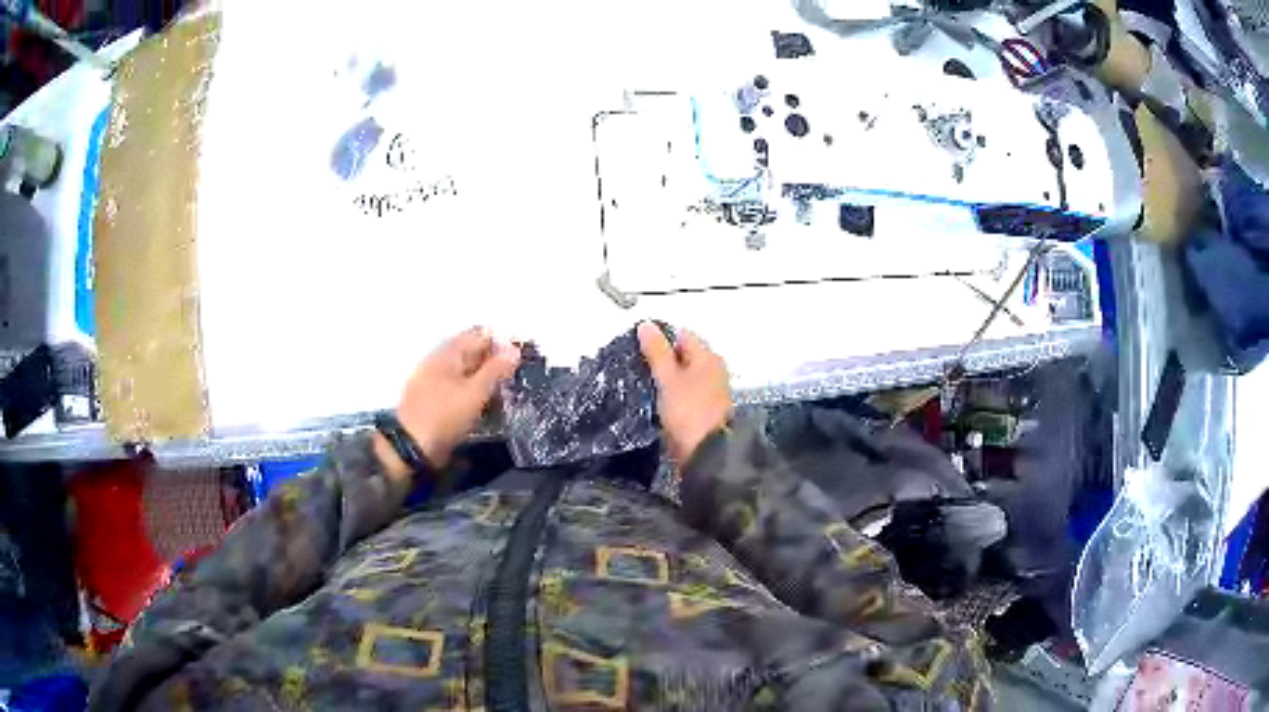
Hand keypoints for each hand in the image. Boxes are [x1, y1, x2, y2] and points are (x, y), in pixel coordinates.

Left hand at [375, 327, 519, 476]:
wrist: (411, 446)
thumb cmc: (445, 415)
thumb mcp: (475, 392)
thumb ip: (495, 369)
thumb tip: (515, 349)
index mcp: (449, 352)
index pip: (480, 335)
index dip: (501, 343)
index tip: (520, 359)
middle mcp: (440, 360)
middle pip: (472, 352)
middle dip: (494, 362)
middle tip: (515, 379)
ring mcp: (434, 379)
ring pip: (466, 371)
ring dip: (485, 380)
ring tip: (503, 395)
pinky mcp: (433, 398)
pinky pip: (458, 387)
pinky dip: (473, 393)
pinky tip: (484, 406)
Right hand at [638, 322, 731, 463]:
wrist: (706, 453)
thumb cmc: (688, 410)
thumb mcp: (668, 378)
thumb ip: (656, 352)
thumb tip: (646, 325)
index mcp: (708, 357)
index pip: (681, 335)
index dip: (659, 338)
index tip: (636, 346)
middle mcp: (712, 370)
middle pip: (682, 356)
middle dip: (660, 359)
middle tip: (635, 364)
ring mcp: (708, 392)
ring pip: (680, 376)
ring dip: (663, 379)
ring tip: (640, 382)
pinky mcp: (701, 411)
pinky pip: (681, 394)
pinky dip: (668, 394)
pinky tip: (653, 400)